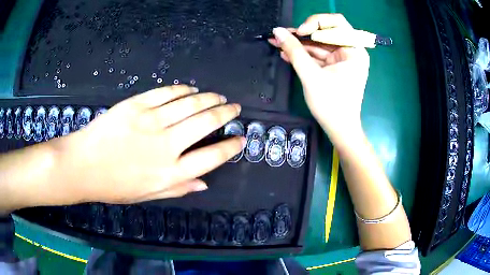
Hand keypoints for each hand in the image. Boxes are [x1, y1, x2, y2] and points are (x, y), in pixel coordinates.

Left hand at [59, 85, 243, 203]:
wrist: (82, 166)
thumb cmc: (113, 186)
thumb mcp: (147, 195)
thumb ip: (177, 189)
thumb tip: (204, 184)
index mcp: (169, 173)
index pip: (211, 158)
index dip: (229, 147)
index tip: (240, 139)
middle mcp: (166, 145)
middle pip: (205, 123)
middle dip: (225, 114)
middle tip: (235, 108)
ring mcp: (151, 121)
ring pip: (190, 104)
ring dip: (209, 99)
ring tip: (219, 97)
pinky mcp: (136, 105)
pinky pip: (166, 93)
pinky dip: (183, 90)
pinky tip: (192, 89)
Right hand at [269, 14, 369, 144]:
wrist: (339, 130)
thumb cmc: (331, 104)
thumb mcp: (311, 75)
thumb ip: (294, 51)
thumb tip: (277, 31)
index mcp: (354, 50)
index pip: (336, 23)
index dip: (315, 22)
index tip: (299, 32)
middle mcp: (350, 51)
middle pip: (325, 33)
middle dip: (302, 34)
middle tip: (281, 34)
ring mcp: (342, 60)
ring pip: (318, 44)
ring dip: (299, 44)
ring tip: (277, 42)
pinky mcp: (334, 68)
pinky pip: (318, 56)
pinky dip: (303, 55)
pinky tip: (286, 53)